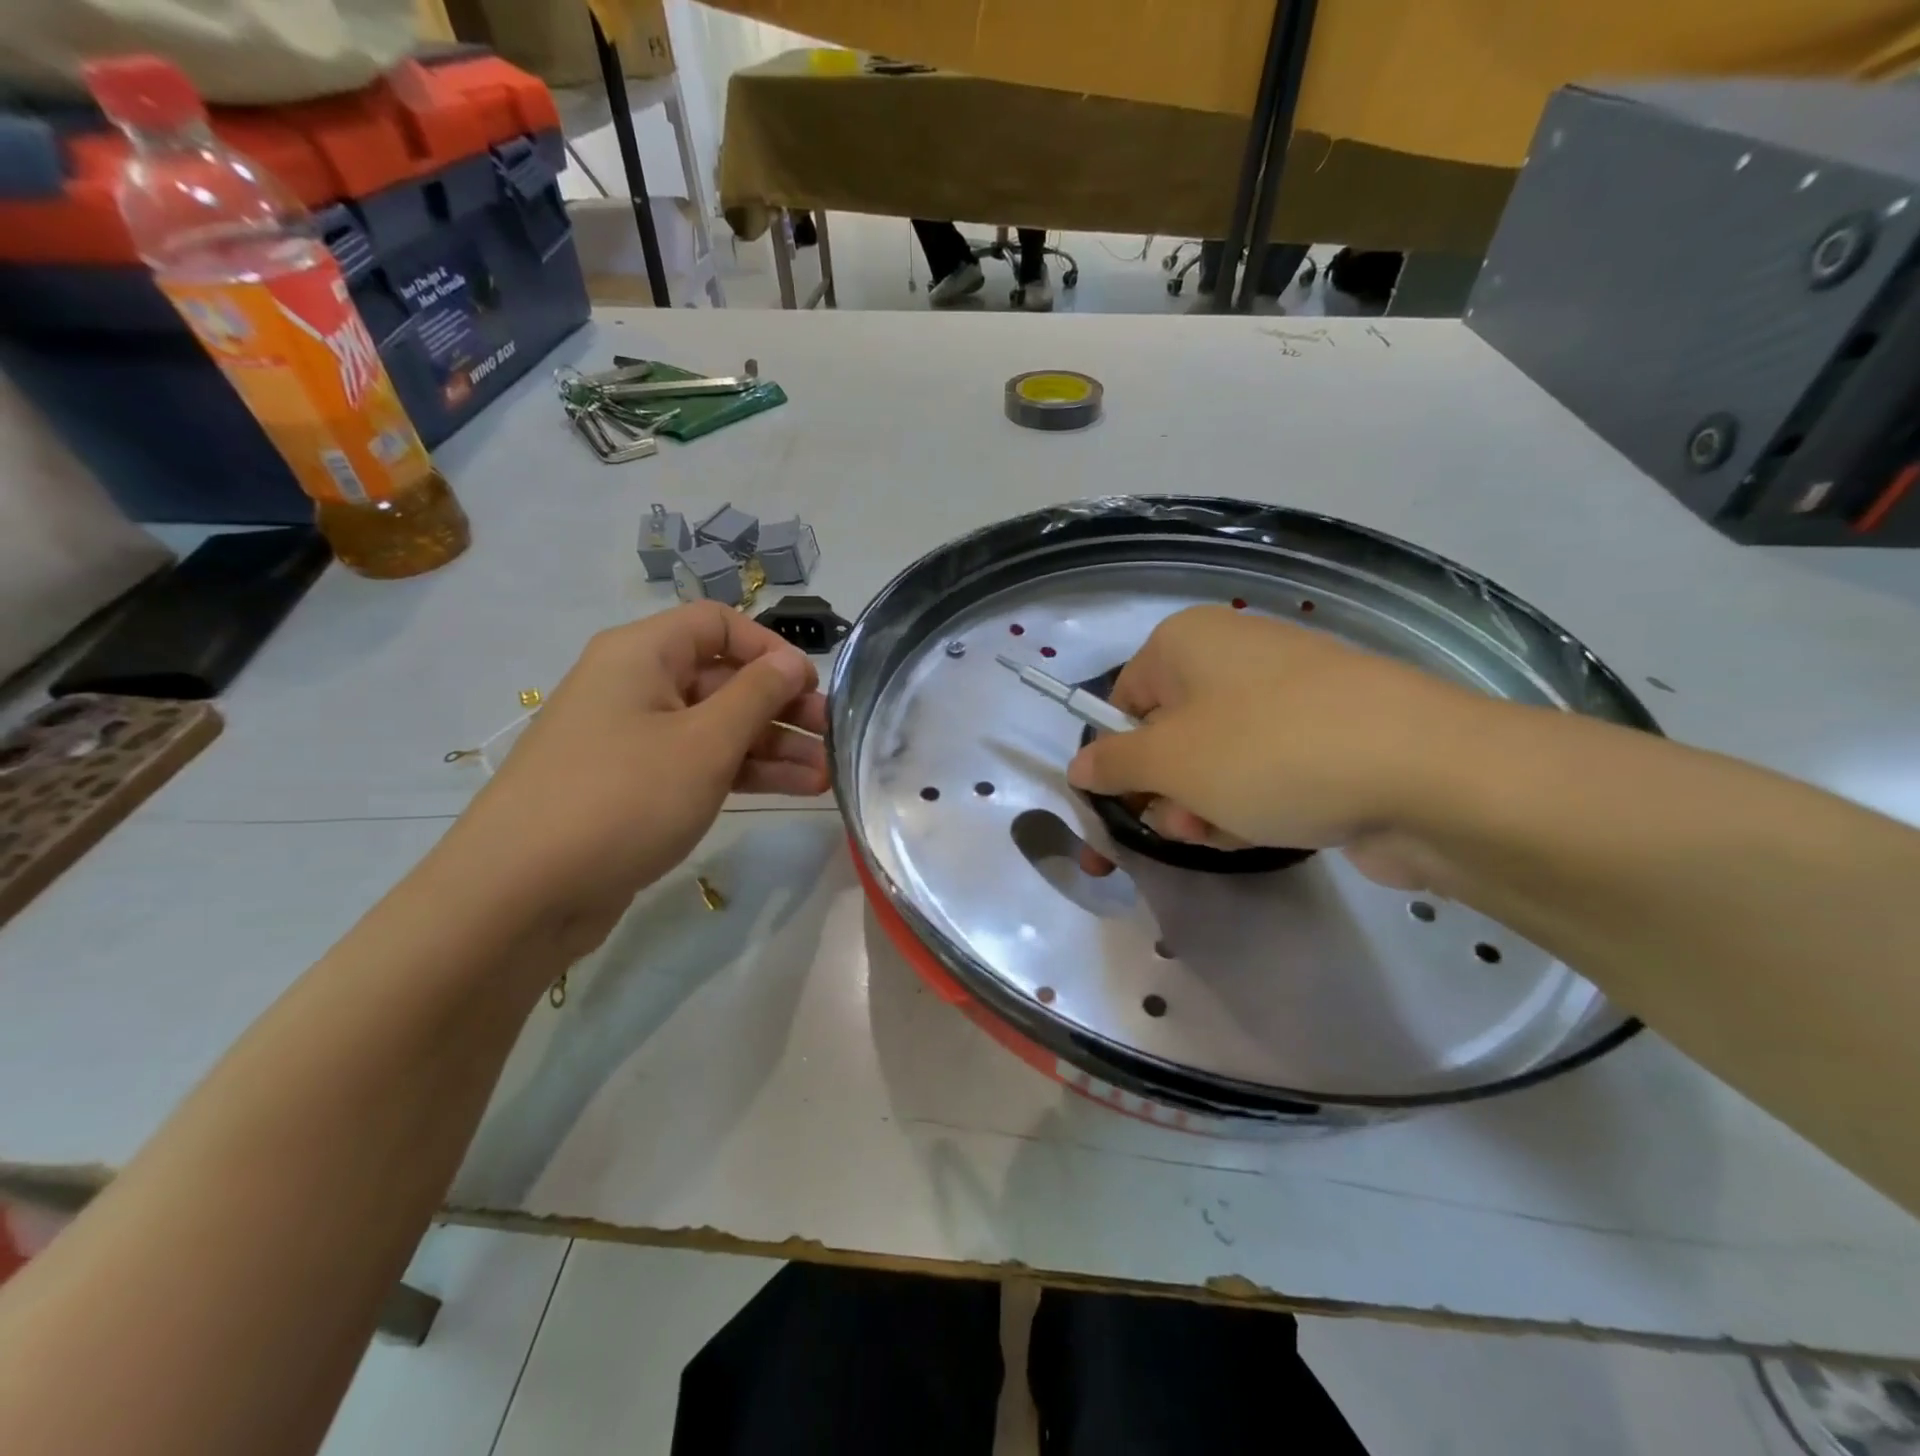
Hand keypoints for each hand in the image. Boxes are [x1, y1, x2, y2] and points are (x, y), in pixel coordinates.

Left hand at [432, 602, 827, 951]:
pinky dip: (743, 773)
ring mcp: (633, 739)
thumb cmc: (622, 798)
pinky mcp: (634, 787)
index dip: (770, 649)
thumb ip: (757, 695)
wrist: (519, 894)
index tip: (811, 688)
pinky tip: (793, 791)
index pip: (718, 625)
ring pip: (716, 728)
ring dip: (773, 747)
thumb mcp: (704, 742)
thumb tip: (791, 662)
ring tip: (826, 776)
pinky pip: (699, 764)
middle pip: (722, 679)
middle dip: (782, 707)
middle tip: (833, 737)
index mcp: (641, 654)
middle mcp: (635, 686)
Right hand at [1066, 606, 1489, 887]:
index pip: (1122, 701)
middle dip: (1167, 791)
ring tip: (1228, 831)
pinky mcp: (1326, 734)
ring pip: (1215, 762)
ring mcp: (1285, 694)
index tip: (1124, 805)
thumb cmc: (1268, 752)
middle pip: (1169, 735)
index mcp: (1186, 642)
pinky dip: (1253, 803)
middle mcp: (1233, 655)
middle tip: (1183, 823)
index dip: (1118, 757)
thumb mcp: (1169, 761)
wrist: (1425, 773)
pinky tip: (1268, 829)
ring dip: (1206, 806)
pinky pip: (1263, 770)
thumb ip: (1111, 763)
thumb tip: (1078, 766)